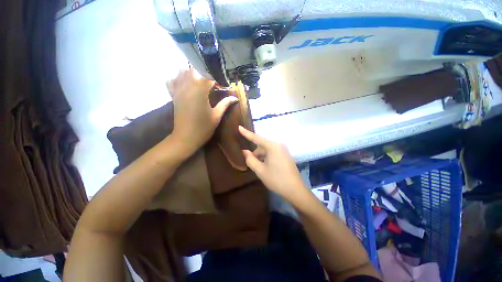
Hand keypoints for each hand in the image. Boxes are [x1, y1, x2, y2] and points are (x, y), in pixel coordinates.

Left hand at [168, 69, 237, 152]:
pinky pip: (172, 81)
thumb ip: (225, 104)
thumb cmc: (203, 128)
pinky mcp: (173, 96)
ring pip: (183, 72)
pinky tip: (185, 84)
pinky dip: (178, 79)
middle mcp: (187, 86)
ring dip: (193, 74)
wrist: (186, 137)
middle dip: (205, 74)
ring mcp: (178, 90)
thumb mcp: (217, 115)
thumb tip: (235, 98)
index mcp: (200, 91)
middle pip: (195, 70)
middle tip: (212, 84)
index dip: (218, 80)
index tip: (223, 87)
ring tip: (201, 83)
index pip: (209, 77)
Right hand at [239, 126, 308, 203]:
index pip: (256, 138)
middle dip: (255, 154)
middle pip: (262, 146)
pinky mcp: (285, 155)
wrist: (295, 190)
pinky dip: (266, 158)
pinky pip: (272, 153)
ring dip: (261, 157)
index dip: (246, 133)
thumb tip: (244, 151)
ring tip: (260, 169)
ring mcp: (283, 150)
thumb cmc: (276, 179)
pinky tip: (266, 168)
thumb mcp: (260, 170)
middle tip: (253, 166)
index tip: (239, 127)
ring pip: (266, 150)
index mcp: (272, 146)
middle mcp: (278, 145)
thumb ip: (250, 159)